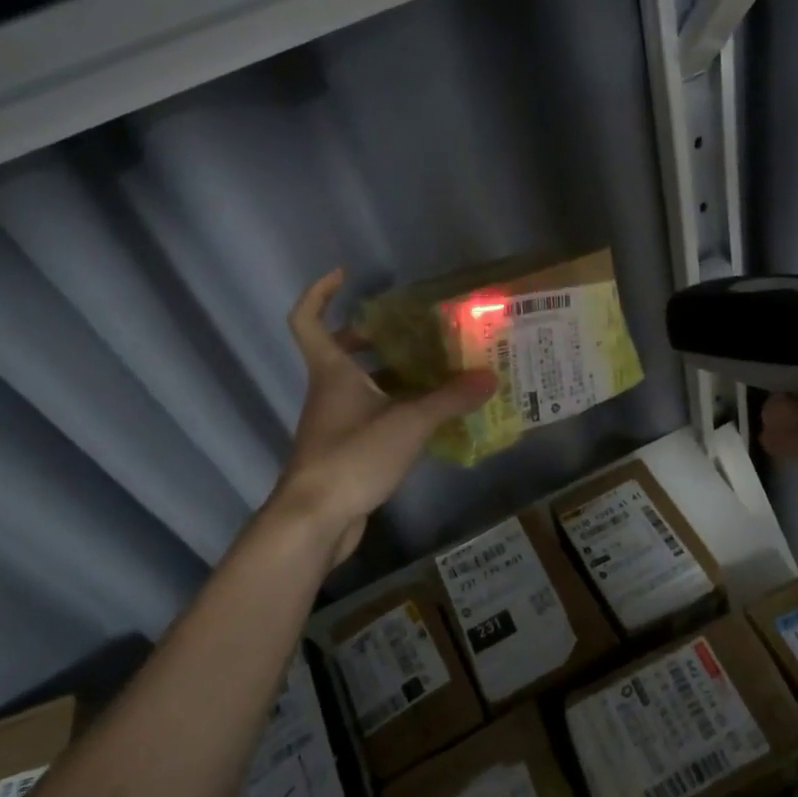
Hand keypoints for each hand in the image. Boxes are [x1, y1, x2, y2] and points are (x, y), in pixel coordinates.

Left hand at [274, 269, 496, 565]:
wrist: (315, 520)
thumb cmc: (352, 456)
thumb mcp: (408, 423)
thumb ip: (449, 399)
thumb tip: (489, 378)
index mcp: (332, 371)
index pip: (308, 320)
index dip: (320, 293)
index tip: (345, 276)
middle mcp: (328, 391)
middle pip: (339, 352)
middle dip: (371, 337)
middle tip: (411, 331)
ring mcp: (334, 423)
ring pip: (359, 386)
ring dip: (391, 376)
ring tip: (435, 371)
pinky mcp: (344, 451)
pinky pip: (370, 416)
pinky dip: (395, 409)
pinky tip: (429, 418)